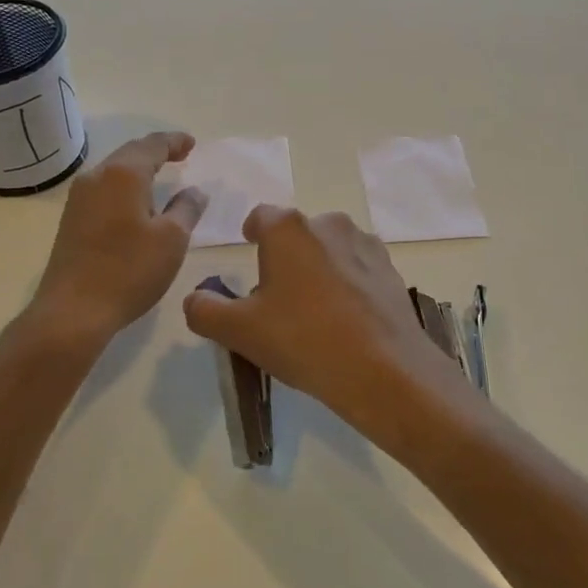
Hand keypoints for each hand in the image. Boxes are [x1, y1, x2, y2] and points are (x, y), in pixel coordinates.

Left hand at [30, 132, 207, 344]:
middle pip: (130, 153)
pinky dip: (125, 186)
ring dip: (139, 169)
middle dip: (156, 151)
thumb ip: (187, 208)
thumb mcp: (172, 239)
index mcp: (123, 174)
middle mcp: (97, 177)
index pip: (153, 145)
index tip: (192, 143)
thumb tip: (195, 190)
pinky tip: (135, 202)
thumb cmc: (129, 270)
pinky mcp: (72, 219)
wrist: (73, 311)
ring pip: (114, 171)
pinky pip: (104, 189)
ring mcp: (79, 198)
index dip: (174, 142)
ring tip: (161, 175)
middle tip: (180, 154)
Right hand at [182, 206, 467, 458]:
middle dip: (285, 257)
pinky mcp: (391, 271)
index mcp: (289, 229)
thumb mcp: (239, 331)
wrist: (384, 370)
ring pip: (330, 250)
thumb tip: (196, 298)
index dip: (251, 233)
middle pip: (297, 234)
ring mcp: (366, 246)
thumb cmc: (302, 340)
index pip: (261, 216)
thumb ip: (205, 310)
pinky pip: (358, 269)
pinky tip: (346, 320)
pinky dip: (348, 284)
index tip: (250, 252)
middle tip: (277, 299)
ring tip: (314, 313)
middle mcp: (329, 224)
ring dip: (319, 269)